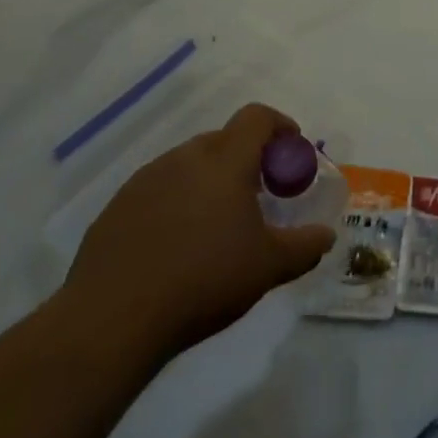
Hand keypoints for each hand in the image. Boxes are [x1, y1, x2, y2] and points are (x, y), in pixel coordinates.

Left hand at [57, 104, 333, 369]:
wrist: (111, 319)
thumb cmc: (203, 281)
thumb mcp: (268, 267)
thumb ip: (304, 246)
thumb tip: (326, 236)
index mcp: (225, 161)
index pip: (257, 117)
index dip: (280, 125)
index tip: (292, 149)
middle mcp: (185, 157)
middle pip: (223, 140)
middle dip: (246, 159)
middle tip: (258, 195)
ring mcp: (146, 179)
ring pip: (189, 165)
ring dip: (209, 181)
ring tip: (215, 225)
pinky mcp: (118, 206)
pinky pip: (158, 190)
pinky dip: (176, 203)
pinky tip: (176, 246)